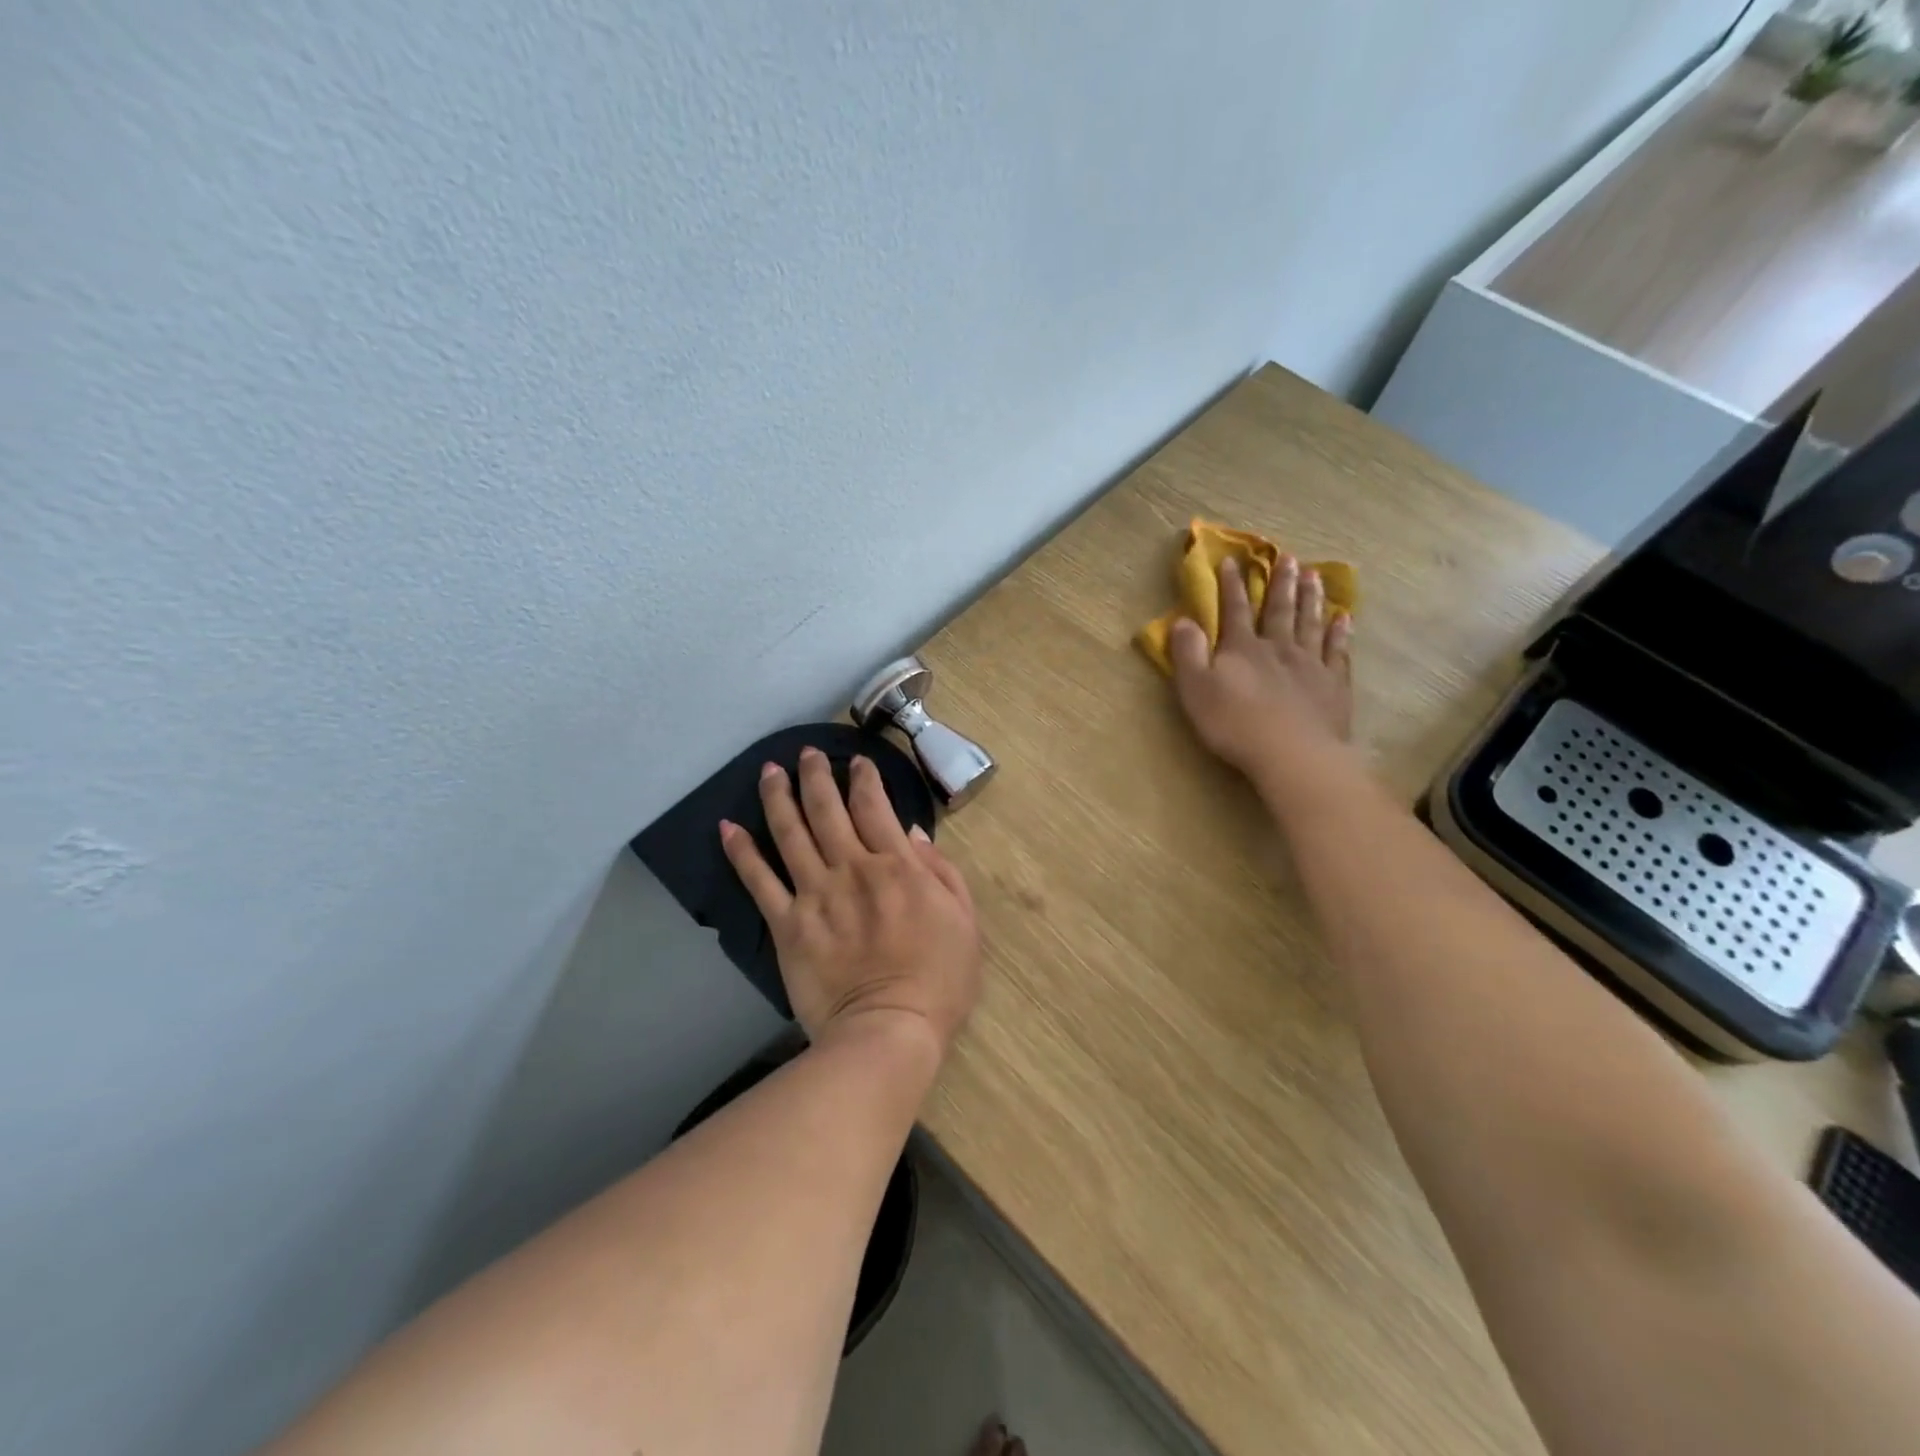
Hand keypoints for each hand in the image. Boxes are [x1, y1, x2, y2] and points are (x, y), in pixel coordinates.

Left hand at [720, 748, 981, 1059]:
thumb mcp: (963, 921)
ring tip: (769, 771)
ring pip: (791, 833)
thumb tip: (911, 833)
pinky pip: (759, 882)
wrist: (889, 1031)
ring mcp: (816, 895)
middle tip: (807, 753)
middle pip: (828, 810)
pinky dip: (741, 853)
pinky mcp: (787, 926)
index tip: (856, 763)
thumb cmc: (938, 980)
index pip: (875, 807)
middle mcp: (852, 869)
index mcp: (898, 867)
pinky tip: (727, 828)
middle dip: (817, 776)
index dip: (864, 779)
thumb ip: (941, 872)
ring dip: (778, 797)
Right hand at [1170, 554, 1353, 784]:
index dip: (1231, 585)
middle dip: (1280, 583)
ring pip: (1310, 623)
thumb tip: (1182, 620)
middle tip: (1287, 557)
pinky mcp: (1333, 685)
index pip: (1234, 610)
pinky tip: (1344, 618)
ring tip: (1314, 575)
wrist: (1292, 753)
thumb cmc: (1235, 724)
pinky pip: (1338, 651)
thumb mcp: (1196, 690)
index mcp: (1242, 649)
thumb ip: (1188, 654)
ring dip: (1311, 598)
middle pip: (1279, 609)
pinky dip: (1340, 633)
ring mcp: (1310, 664)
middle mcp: (1278, 648)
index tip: (1232, 560)